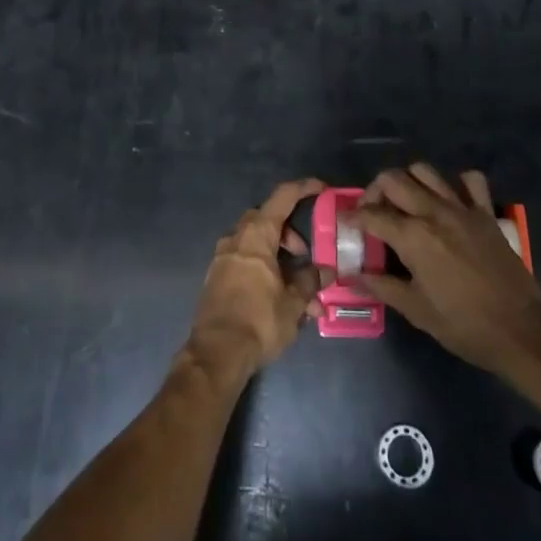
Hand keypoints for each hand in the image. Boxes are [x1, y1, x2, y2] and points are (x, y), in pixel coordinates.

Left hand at [185, 178, 331, 380]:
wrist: (216, 353)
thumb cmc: (259, 320)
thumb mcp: (294, 303)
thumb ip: (310, 280)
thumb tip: (324, 270)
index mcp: (256, 235)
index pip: (282, 197)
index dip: (303, 188)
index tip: (321, 187)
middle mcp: (236, 238)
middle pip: (267, 220)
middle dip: (290, 235)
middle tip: (306, 257)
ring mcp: (222, 257)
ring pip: (256, 244)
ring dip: (278, 258)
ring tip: (298, 292)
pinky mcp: (216, 277)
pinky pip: (244, 261)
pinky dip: (263, 269)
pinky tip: (278, 299)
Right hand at [353, 163, 540, 374]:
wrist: (521, 331)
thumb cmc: (464, 325)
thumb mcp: (416, 311)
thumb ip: (382, 286)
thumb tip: (352, 275)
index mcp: (413, 237)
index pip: (371, 214)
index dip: (353, 217)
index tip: (347, 223)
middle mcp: (434, 212)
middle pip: (393, 180)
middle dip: (375, 191)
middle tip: (374, 212)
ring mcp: (462, 208)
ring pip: (425, 171)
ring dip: (409, 182)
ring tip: (407, 203)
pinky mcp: (486, 213)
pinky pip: (470, 181)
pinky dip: (456, 183)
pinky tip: (450, 201)